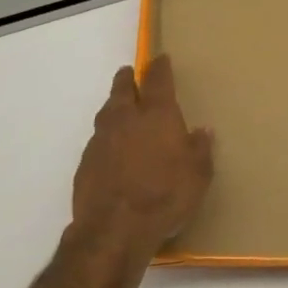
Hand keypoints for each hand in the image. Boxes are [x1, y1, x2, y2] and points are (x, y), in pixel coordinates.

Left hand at [71, 56, 213, 255]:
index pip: (158, 80)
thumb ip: (200, 150)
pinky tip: (111, 147)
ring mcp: (101, 139)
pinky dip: (106, 136)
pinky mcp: (86, 161)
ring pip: (107, 111)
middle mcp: (126, 118)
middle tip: (130, 73)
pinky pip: (98, 139)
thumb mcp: (198, 176)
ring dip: (114, 105)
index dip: (160, 67)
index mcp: (157, 115)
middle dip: (128, 78)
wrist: (114, 228)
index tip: (161, 58)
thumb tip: (202, 131)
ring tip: (120, 107)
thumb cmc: (165, 196)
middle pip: (124, 88)